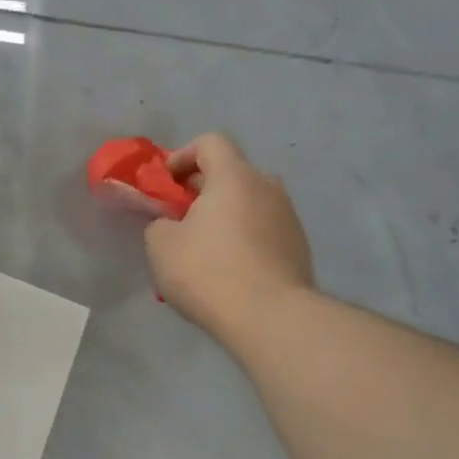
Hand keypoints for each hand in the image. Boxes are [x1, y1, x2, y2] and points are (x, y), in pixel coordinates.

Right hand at [144, 133, 313, 344]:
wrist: (270, 316)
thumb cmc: (208, 271)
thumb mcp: (161, 246)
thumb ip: (159, 223)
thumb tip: (171, 223)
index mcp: (234, 176)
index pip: (210, 142)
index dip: (183, 156)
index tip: (167, 183)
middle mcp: (267, 187)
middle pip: (231, 174)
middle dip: (202, 191)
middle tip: (180, 220)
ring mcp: (288, 217)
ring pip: (249, 204)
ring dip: (225, 217)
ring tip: (204, 251)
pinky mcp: (299, 247)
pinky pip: (263, 231)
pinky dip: (244, 240)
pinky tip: (229, 272)